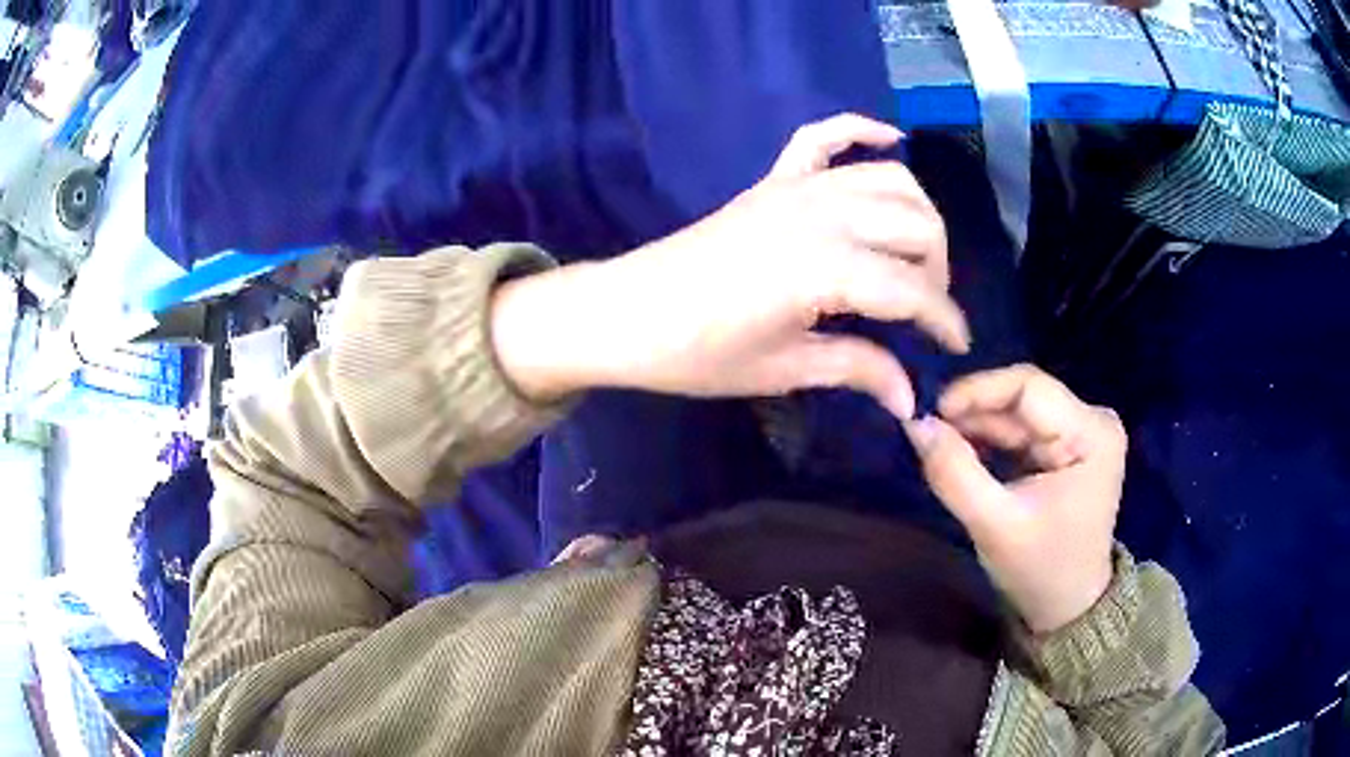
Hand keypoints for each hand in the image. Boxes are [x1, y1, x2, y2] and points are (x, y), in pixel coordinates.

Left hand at [492, 113, 969, 417]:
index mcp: (826, 268)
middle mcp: (822, 213)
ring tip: (916, 256)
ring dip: (917, 213)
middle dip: (937, 270)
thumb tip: (911, 399)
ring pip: (888, 179)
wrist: (626, 314)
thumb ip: (857, 370)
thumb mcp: (783, 369)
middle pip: (915, 224)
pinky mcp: (773, 179)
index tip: (958, 348)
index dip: (944, 321)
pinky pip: (825, 135)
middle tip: (925, 312)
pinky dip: (861, 129)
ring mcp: (796, 187)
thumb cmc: (698, 352)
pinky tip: (890, 138)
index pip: (912, 289)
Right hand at [905, 364, 1126, 633]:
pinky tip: (966, 455)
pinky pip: (1024, 430)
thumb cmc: (1040, 570)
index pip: (1029, 386)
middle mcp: (1094, 421)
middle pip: (1024, 398)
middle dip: (974, 415)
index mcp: (1092, 433)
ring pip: (1019, 413)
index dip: (976, 391)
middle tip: (928, 433)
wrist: (1068, 607)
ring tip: (942, 447)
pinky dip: (992, 442)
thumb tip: (915, 424)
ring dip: (979, 429)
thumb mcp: (993, 525)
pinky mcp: (1070, 447)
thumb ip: (954, 472)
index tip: (930, 412)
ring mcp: (1084, 433)